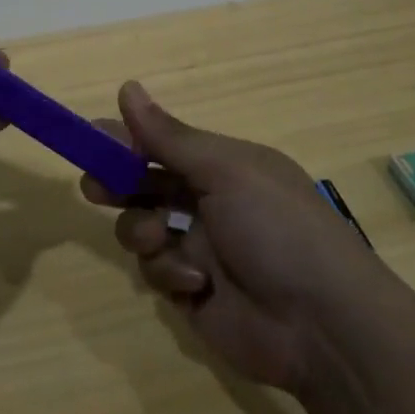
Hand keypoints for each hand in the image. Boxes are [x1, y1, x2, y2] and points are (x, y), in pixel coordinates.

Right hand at [82, 82, 375, 392]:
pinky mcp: (192, 292)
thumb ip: (169, 137)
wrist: (323, 326)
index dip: (127, 140)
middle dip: (119, 184)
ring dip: (143, 231)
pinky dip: (170, 273)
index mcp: (224, 166)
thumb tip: (127, 87)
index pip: (164, 143)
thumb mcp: (225, 171)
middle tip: (95, 187)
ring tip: (159, 238)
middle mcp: (209, 202)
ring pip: (142, 228)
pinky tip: (196, 283)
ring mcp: (200, 248)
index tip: (91, 138)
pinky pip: (156, 272)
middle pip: (146, 185)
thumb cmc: (277, 229)